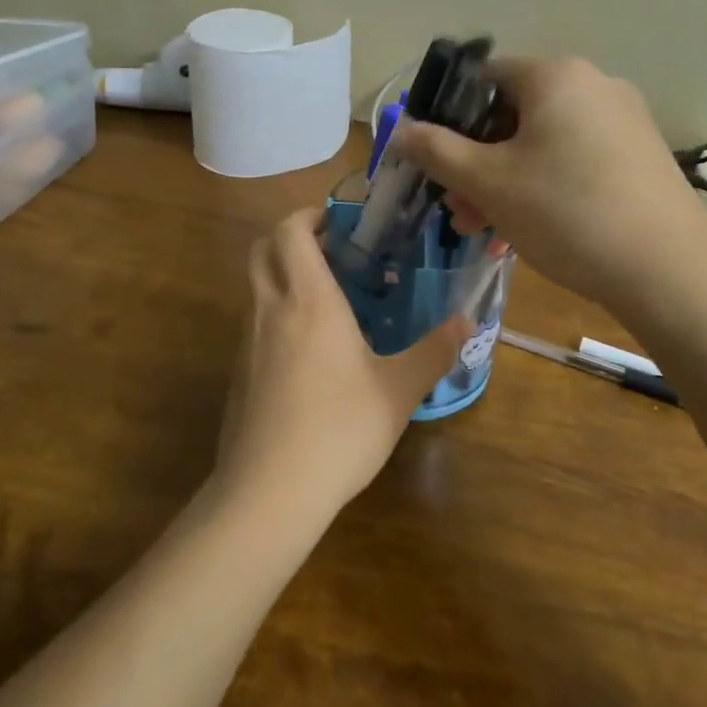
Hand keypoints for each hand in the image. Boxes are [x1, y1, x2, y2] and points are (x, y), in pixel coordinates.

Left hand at [214, 209, 470, 529]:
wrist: (269, 491)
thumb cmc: (340, 429)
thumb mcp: (399, 390)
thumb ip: (434, 351)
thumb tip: (467, 322)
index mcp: (308, 300)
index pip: (290, 232)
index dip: (309, 215)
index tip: (338, 221)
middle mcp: (270, 309)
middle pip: (261, 249)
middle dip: (290, 237)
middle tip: (331, 251)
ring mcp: (247, 342)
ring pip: (255, 286)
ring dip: (282, 275)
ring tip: (327, 298)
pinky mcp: (239, 373)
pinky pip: (254, 323)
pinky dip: (276, 312)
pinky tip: (310, 350)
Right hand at [390, 56, 702, 309]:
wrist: (668, 269)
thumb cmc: (566, 212)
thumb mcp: (488, 183)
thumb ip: (436, 150)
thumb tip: (399, 126)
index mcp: (555, 75)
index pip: (483, 78)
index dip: (448, 117)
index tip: (435, 162)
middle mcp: (593, 84)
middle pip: (512, 115)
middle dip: (476, 162)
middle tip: (459, 209)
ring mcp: (623, 120)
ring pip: (542, 142)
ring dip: (506, 180)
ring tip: (489, 229)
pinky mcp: (640, 155)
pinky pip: (575, 158)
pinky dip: (545, 185)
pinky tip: (533, 228)